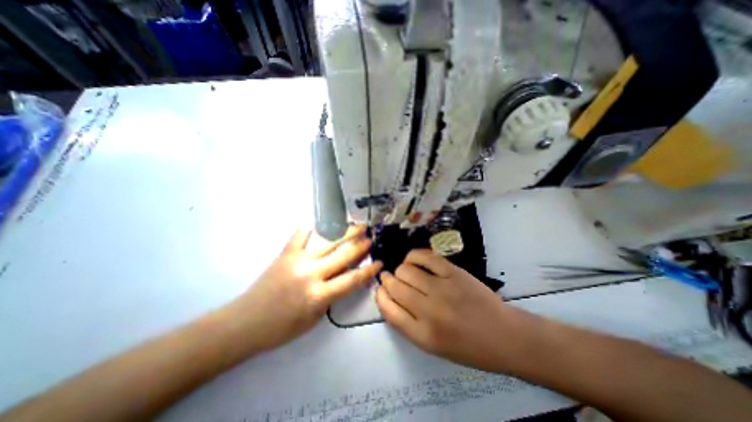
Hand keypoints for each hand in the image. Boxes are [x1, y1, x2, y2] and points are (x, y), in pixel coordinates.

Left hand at [233, 225, 382, 350]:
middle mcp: (311, 274)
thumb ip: (331, 297)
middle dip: (360, 245)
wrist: (244, 324)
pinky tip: (317, 224)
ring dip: (344, 233)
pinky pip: (299, 236)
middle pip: (343, 256)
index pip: (352, 279)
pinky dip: (309, 229)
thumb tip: (343, 279)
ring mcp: (297, 260)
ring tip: (356, 225)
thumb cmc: (281, 328)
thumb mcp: (314, 319)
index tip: (379, 261)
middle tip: (370, 236)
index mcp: (319, 295)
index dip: (369, 270)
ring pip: (327, 242)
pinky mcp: (285, 254)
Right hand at [375, 249, 523, 370]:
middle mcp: (429, 311)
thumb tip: (390, 298)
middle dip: (387, 280)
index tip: (380, 289)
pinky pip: (425, 257)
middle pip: (395, 287)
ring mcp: (442, 289)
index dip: (380, 296)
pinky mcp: (453, 272)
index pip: (389, 310)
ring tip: (404, 271)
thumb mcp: (433, 346)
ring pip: (406, 270)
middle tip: (389, 278)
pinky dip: (414, 256)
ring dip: (400, 269)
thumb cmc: (468, 347)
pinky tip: (413, 259)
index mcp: (423, 335)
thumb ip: (408, 324)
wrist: (504, 336)